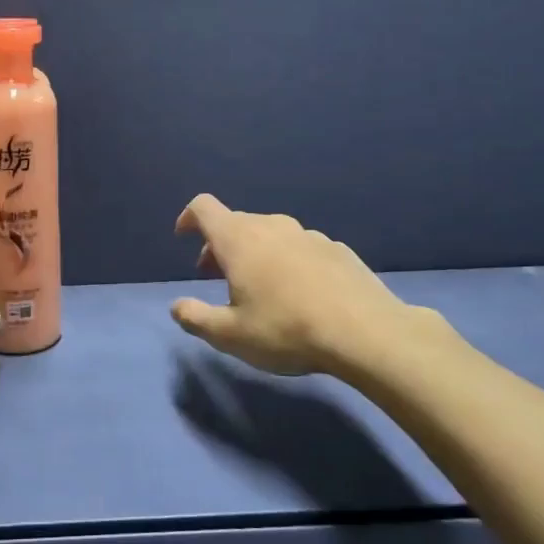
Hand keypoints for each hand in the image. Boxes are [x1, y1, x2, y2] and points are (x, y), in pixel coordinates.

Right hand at [170, 194, 448, 375]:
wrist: (366, 333)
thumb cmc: (286, 330)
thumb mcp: (230, 335)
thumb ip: (195, 318)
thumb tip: (177, 306)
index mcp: (239, 239)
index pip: (204, 208)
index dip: (189, 218)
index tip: (184, 238)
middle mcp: (272, 226)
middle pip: (236, 222)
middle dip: (219, 244)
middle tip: (215, 276)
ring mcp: (308, 235)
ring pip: (270, 233)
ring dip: (254, 252)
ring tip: (257, 286)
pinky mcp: (337, 250)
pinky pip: (299, 247)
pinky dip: (287, 260)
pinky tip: (299, 293)